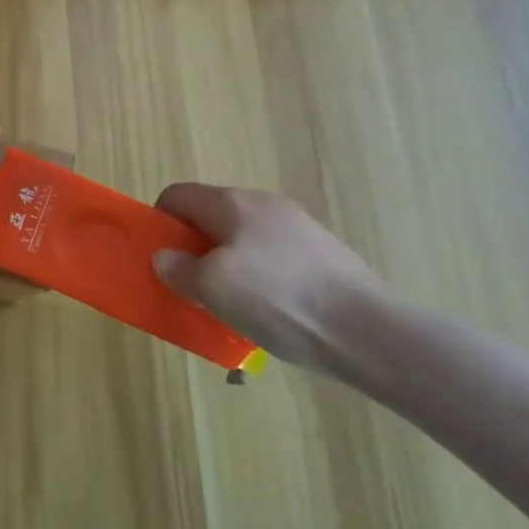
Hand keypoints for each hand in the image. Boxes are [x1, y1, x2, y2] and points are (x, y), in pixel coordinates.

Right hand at [151, 183, 388, 375]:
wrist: (369, 332)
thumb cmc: (278, 300)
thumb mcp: (213, 288)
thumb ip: (179, 270)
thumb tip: (165, 258)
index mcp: (234, 203)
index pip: (178, 195)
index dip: (160, 221)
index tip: (160, 258)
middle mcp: (266, 205)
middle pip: (212, 217)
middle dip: (194, 248)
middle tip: (190, 286)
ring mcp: (300, 229)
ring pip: (244, 240)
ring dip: (227, 266)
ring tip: (229, 306)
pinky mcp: (325, 255)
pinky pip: (274, 259)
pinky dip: (260, 279)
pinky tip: (269, 312)